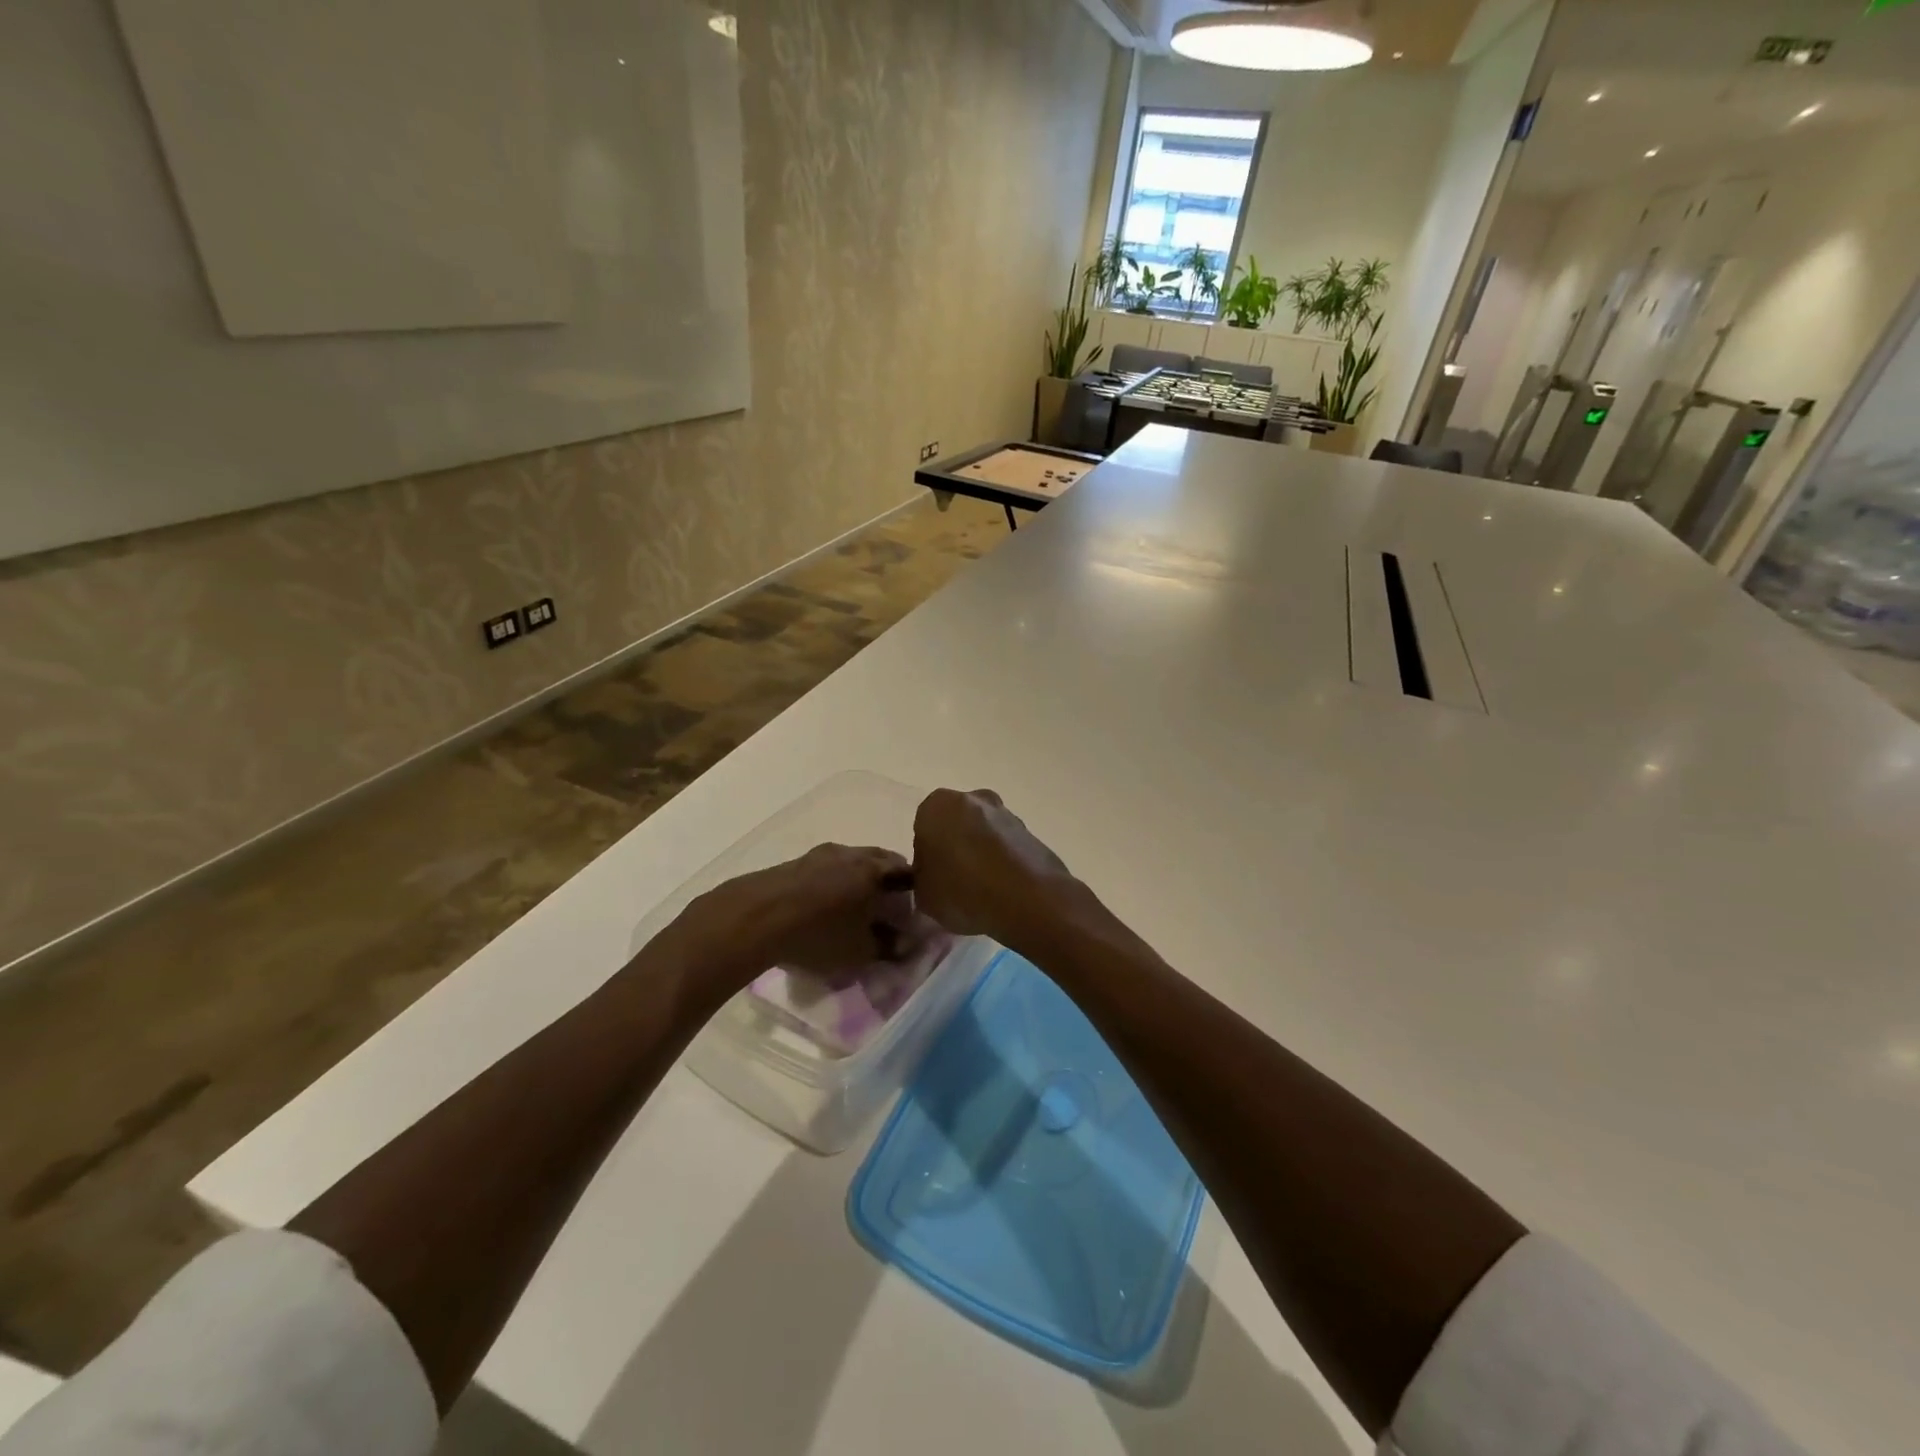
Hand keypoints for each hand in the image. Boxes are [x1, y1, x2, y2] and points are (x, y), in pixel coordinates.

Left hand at [657, 844, 917, 995]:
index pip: (909, 873)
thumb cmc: (817, 935)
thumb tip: (905, 944)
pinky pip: (827, 870)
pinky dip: (835, 885)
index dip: (915, 893)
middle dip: (888, 885)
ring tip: (855, 912)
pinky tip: (825, 909)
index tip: (914, 914)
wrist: (753, 918)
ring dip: (859, 883)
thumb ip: (888, 947)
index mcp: (874, 869)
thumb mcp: (860, 952)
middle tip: (888, 911)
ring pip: (852, 865)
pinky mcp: (795, 863)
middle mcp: (851, 853)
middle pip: (880, 864)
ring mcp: (820, 854)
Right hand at [912, 789, 1072, 943]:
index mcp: (937, 806)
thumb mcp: (923, 895)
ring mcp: (1006, 813)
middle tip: (955, 882)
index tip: (934, 878)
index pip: (923, 828)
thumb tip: (933, 875)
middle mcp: (973, 799)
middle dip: (955, 847)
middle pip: (956, 824)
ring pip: (984, 833)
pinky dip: (1003, 862)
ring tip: (982, 890)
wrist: (1026, 899)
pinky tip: (1003, 890)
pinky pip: (1007, 846)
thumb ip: (922, 878)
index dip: (927, 856)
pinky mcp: (1031, 831)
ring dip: (981, 853)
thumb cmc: (962, 891)